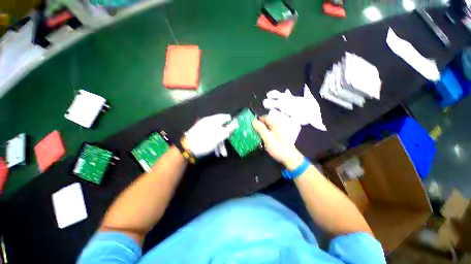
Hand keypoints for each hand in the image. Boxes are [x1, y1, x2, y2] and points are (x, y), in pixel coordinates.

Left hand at [182, 114, 232, 156]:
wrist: (186, 149)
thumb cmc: (204, 142)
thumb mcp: (218, 136)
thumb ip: (228, 130)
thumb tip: (236, 123)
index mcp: (213, 120)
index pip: (225, 117)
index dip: (232, 123)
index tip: (236, 130)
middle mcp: (209, 122)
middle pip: (221, 127)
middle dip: (226, 137)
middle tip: (229, 144)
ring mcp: (204, 128)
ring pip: (216, 133)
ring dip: (220, 143)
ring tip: (222, 153)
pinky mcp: (201, 134)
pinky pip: (211, 136)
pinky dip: (214, 143)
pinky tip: (216, 152)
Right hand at [252, 116, 304, 169]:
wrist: (289, 158)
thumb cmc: (278, 147)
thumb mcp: (267, 137)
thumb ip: (260, 128)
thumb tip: (253, 120)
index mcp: (276, 123)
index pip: (265, 117)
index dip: (257, 120)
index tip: (250, 124)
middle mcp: (278, 125)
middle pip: (266, 122)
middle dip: (259, 126)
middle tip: (252, 130)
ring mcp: (279, 131)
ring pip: (268, 128)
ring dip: (261, 131)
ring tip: (255, 135)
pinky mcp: (279, 137)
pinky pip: (270, 133)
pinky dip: (265, 134)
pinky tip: (262, 139)